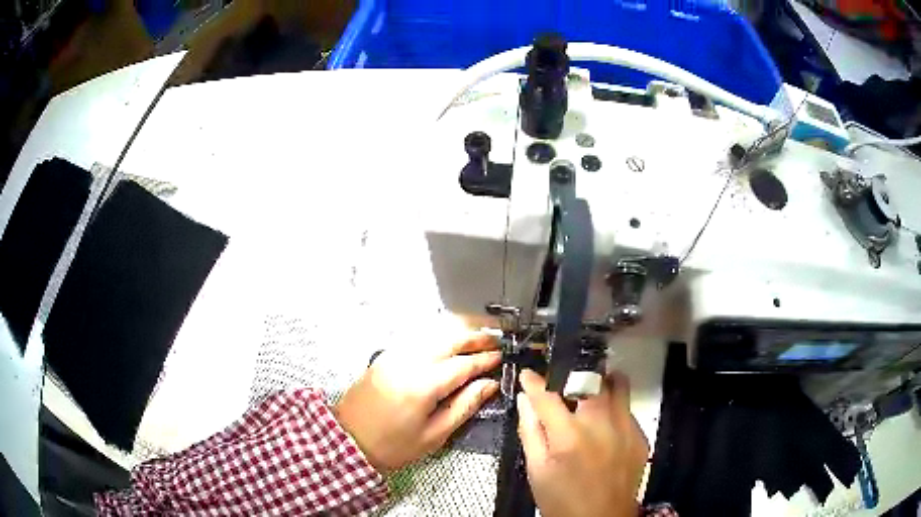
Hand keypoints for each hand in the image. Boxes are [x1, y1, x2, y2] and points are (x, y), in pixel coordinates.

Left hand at [334, 333, 499, 472]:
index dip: (485, 360)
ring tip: (478, 338)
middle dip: (475, 337)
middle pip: (448, 339)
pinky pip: (418, 339)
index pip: (462, 364)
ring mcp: (394, 356)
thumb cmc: (394, 445)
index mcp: (422, 385)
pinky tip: (449, 343)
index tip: (502, 357)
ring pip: (433, 334)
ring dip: (458, 333)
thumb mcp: (435, 434)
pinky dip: (438, 337)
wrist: (349, 440)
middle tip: (496, 339)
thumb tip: (488, 385)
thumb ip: (464, 406)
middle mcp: (408, 362)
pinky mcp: (385, 356)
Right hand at [517, 369, 648, 516]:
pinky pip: (628, 411)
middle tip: (567, 386)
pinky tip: (607, 428)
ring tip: (594, 393)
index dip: (534, 382)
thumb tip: (524, 401)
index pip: (547, 397)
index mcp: (569, 435)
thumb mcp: (537, 470)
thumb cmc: (562, 498)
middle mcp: (601, 424)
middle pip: (592, 380)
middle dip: (576, 376)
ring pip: (619, 387)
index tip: (528, 374)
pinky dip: (616, 410)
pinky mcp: (641, 437)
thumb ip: (530, 432)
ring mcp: (626, 429)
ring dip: (604, 384)